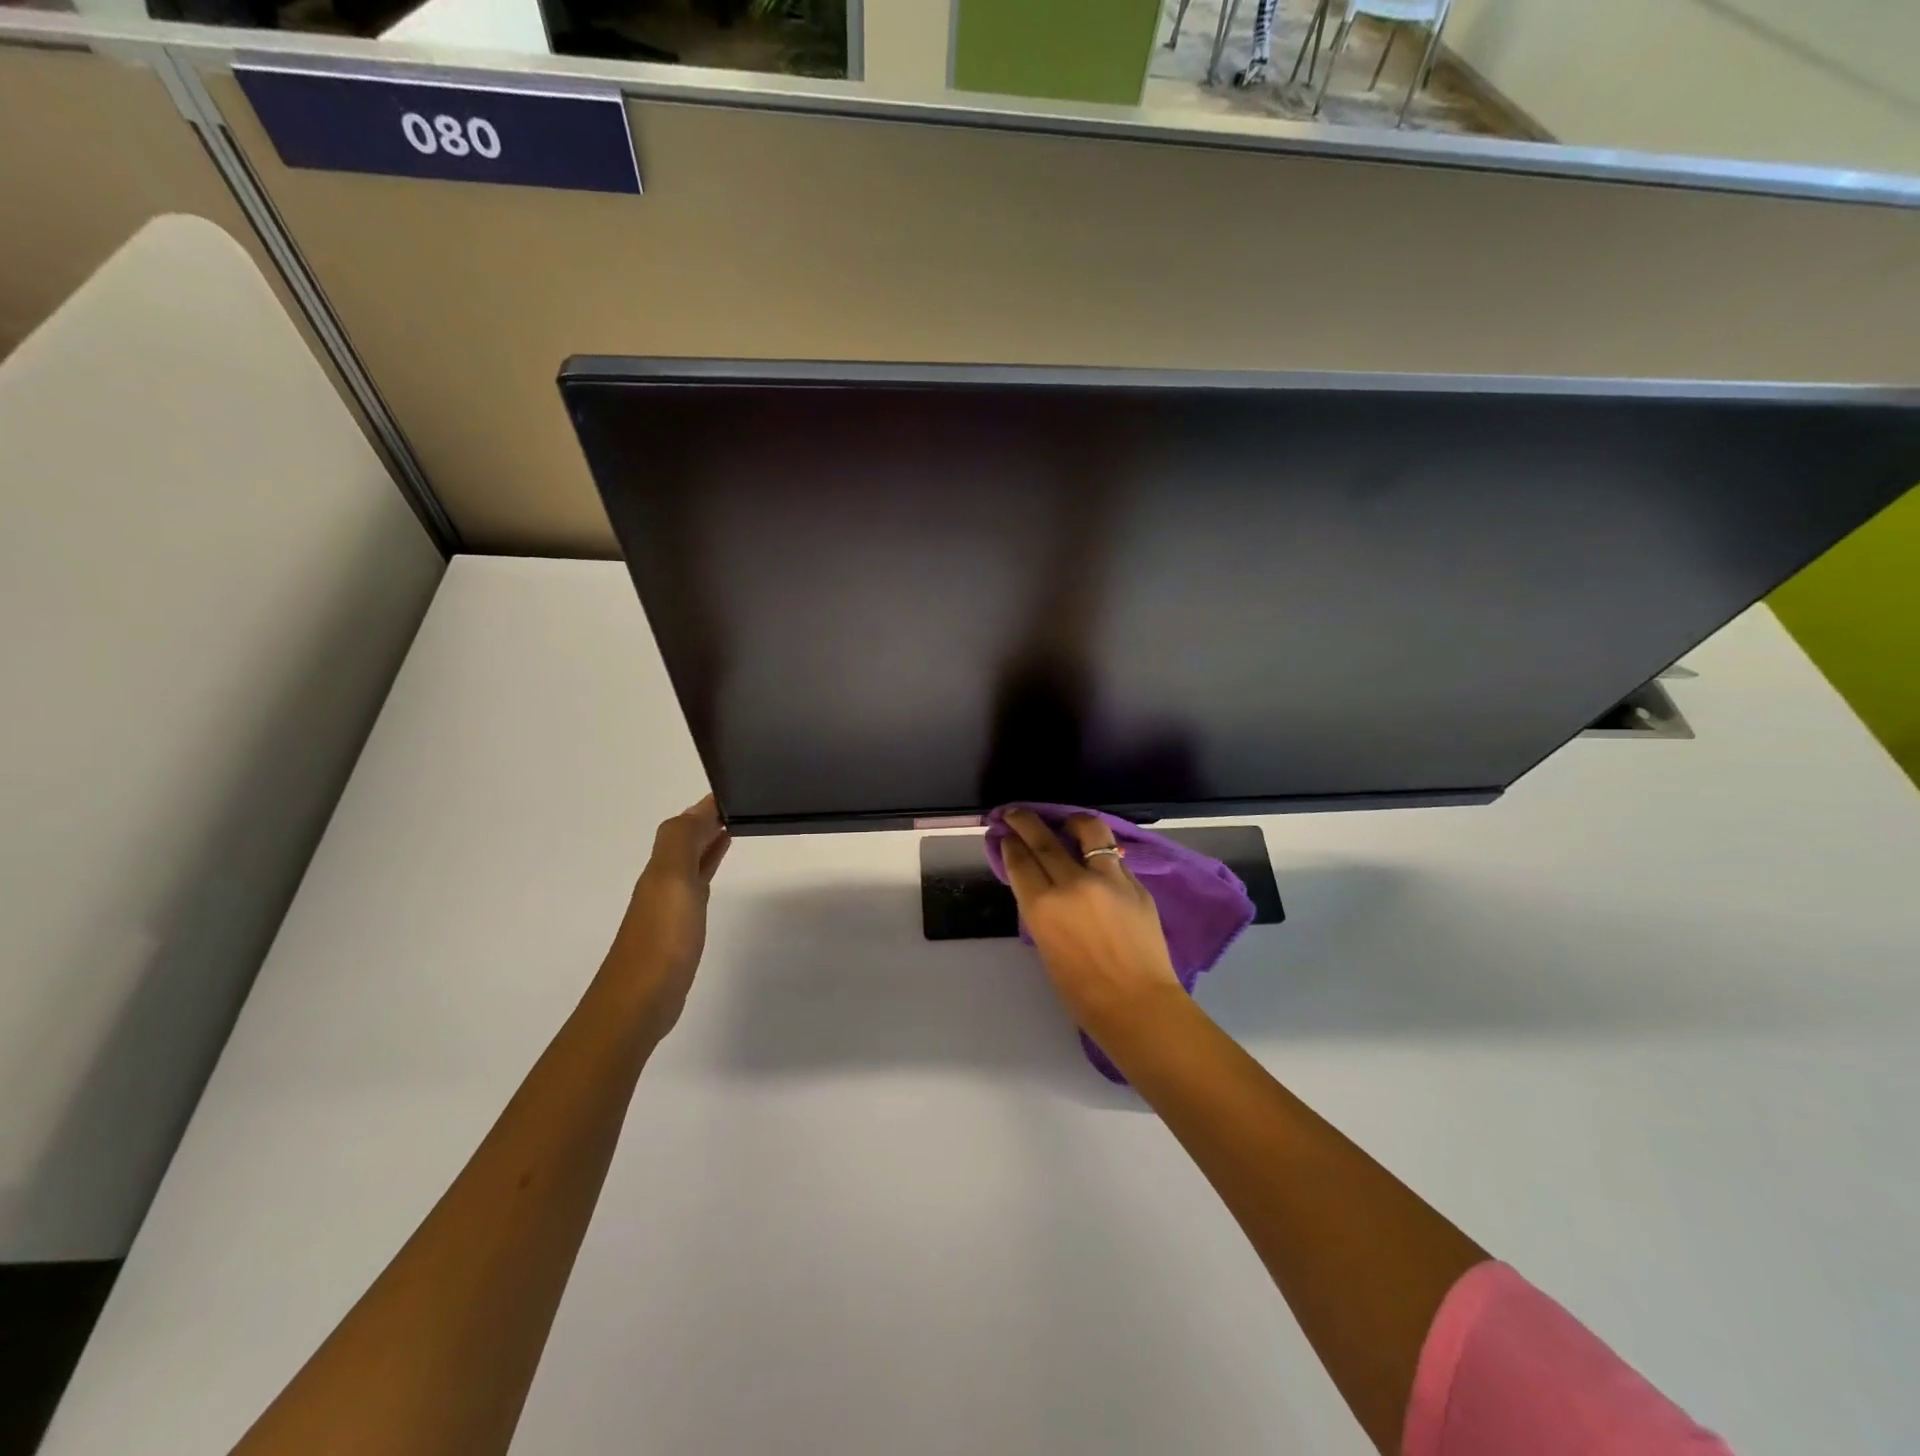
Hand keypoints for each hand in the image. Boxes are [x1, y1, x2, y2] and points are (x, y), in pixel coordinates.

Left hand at [602, 796, 730, 1038]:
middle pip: (685, 842)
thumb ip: (681, 841)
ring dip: (708, 843)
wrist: (639, 1002)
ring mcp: (669, 907)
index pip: (684, 825)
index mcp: (661, 867)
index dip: (705, 808)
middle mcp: (662, 881)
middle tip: (740, 805)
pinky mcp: (679, 930)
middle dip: (707, 821)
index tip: (734, 790)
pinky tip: (714, 873)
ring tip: (733, 828)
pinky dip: (706, 871)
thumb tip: (698, 809)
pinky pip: (696, 887)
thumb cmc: (662, 939)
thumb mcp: (671, 880)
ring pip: (691, 862)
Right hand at [1000, 808, 1182, 1043]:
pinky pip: (1113, 856)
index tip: (1007, 835)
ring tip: (1067, 824)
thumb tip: (1040, 884)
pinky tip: (1096, 858)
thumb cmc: (1082, 990)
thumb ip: (1042, 909)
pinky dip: (1100, 852)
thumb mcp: (1046, 945)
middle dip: (1025, 821)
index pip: (1020, 860)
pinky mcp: (1135, 883)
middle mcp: (1072, 883)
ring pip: (1087, 830)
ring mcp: (1108, 879)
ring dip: (1071, 821)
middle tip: (1016, 813)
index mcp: (1043, 906)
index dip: (1010, 844)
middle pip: (1043, 838)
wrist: (1137, 1004)